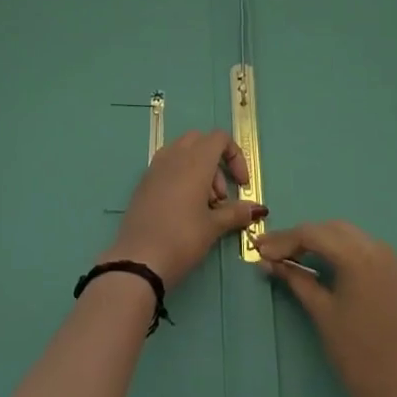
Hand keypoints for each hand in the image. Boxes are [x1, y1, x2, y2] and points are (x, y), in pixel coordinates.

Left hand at [106, 130, 264, 287]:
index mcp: (195, 161)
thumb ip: (236, 212)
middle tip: (220, 197)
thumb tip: (258, 209)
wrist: (138, 259)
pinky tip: (183, 208)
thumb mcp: (213, 226)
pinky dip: (181, 176)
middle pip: (201, 141)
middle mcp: (174, 156)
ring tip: (203, 205)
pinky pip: (167, 166)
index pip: (219, 138)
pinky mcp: (144, 181)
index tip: (241, 185)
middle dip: (216, 163)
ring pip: (182, 152)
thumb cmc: (182, 238)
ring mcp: (155, 167)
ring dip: (199, 169)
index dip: (235, 156)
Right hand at [255, 221, 396, 396]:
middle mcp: (375, 247)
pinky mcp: (392, 272)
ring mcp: (387, 258)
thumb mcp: (322, 313)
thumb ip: (296, 279)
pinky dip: (336, 248)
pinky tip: (319, 260)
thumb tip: (268, 261)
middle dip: (298, 237)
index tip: (257, 249)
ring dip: (317, 240)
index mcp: (357, 256)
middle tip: (270, 252)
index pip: (311, 234)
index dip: (282, 240)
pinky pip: (359, 246)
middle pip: (328, 229)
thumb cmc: (357, 355)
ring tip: (289, 256)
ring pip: (344, 234)